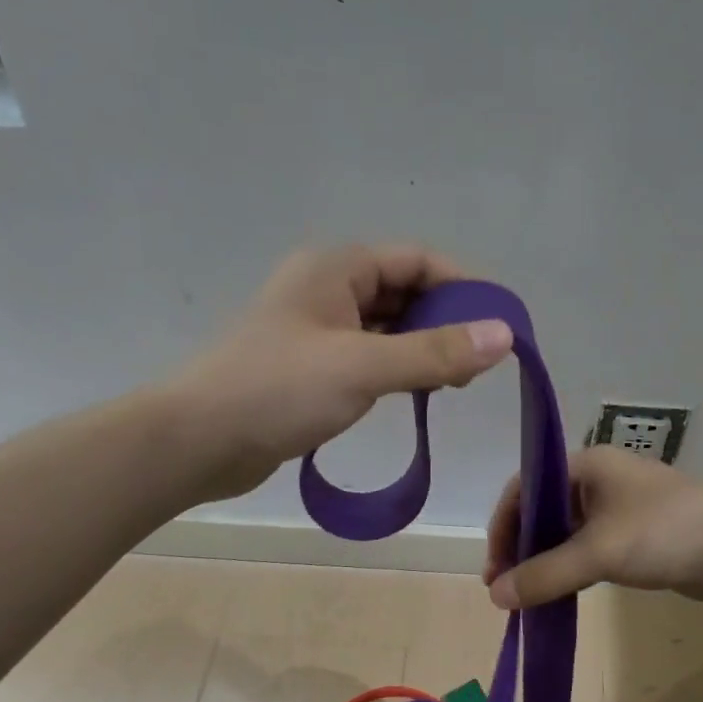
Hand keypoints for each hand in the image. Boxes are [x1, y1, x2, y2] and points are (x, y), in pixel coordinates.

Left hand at [173, 244, 513, 501]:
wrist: (198, 441)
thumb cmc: (278, 391)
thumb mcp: (363, 367)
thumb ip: (435, 352)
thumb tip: (504, 336)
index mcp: (336, 269)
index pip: (416, 260)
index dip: (463, 286)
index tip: (500, 322)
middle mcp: (326, 290)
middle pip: (403, 291)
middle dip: (445, 320)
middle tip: (480, 362)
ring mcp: (316, 330)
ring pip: (386, 327)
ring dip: (422, 347)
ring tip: (457, 382)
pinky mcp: (310, 368)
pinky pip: (367, 356)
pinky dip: (396, 368)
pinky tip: (416, 393)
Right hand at [484, 447, 702, 608]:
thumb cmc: (668, 532)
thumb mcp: (599, 552)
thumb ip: (545, 574)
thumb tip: (495, 596)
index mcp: (585, 467)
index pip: (525, 490)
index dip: (503, 528)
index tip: (494, 571)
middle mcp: (598, 483)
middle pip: (542, 513)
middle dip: (521, 549)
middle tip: (507, 591)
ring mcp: (620, 511)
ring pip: (566, 536)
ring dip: (545, 564)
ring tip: (527, 599)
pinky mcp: (638, 539)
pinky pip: (591, 553)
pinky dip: (571, 573)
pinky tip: (561, 597)